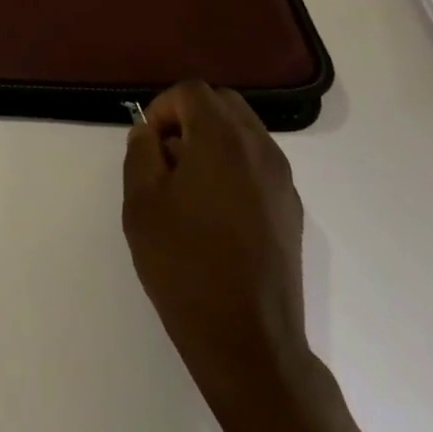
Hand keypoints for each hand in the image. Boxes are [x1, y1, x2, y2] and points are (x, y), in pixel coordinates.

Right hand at [123, 81, 321, 431]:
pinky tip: (212, 213)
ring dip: (212, 141)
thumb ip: (141, 153)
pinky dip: (232, 167)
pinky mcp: (291, 211)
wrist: (247, 339)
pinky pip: (258, 165)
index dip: (162, 108)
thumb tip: (150, 134)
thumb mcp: (141, 203)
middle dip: (189, 118)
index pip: (192, 92)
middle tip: (164, 157)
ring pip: (245, 133)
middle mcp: (261, 150)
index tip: (147, 144)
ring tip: (185, 187)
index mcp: (223, 140)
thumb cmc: (184, 264)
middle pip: (224, 104)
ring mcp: (283, 182)